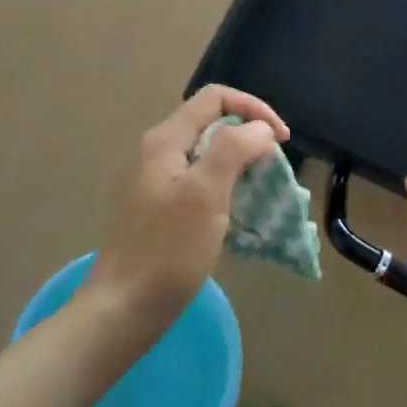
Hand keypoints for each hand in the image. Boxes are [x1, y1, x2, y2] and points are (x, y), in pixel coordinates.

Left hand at [91, 86, 290, 324]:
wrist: (124, 308)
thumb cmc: (168, 249)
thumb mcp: (206, 193)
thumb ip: (233, 149)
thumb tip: (259, 128)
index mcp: (165, 140)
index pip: (215, 98)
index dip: (254, 109)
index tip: (282, 140)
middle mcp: (156, 153)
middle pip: (211, 124)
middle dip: (248, 138)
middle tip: (274, 169)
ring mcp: (154, 182)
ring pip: (206, 156)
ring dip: (239, 165)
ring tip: (263, 192)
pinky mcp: (158, 210)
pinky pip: (198, 184)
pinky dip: (224, 189)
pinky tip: (237, 215)